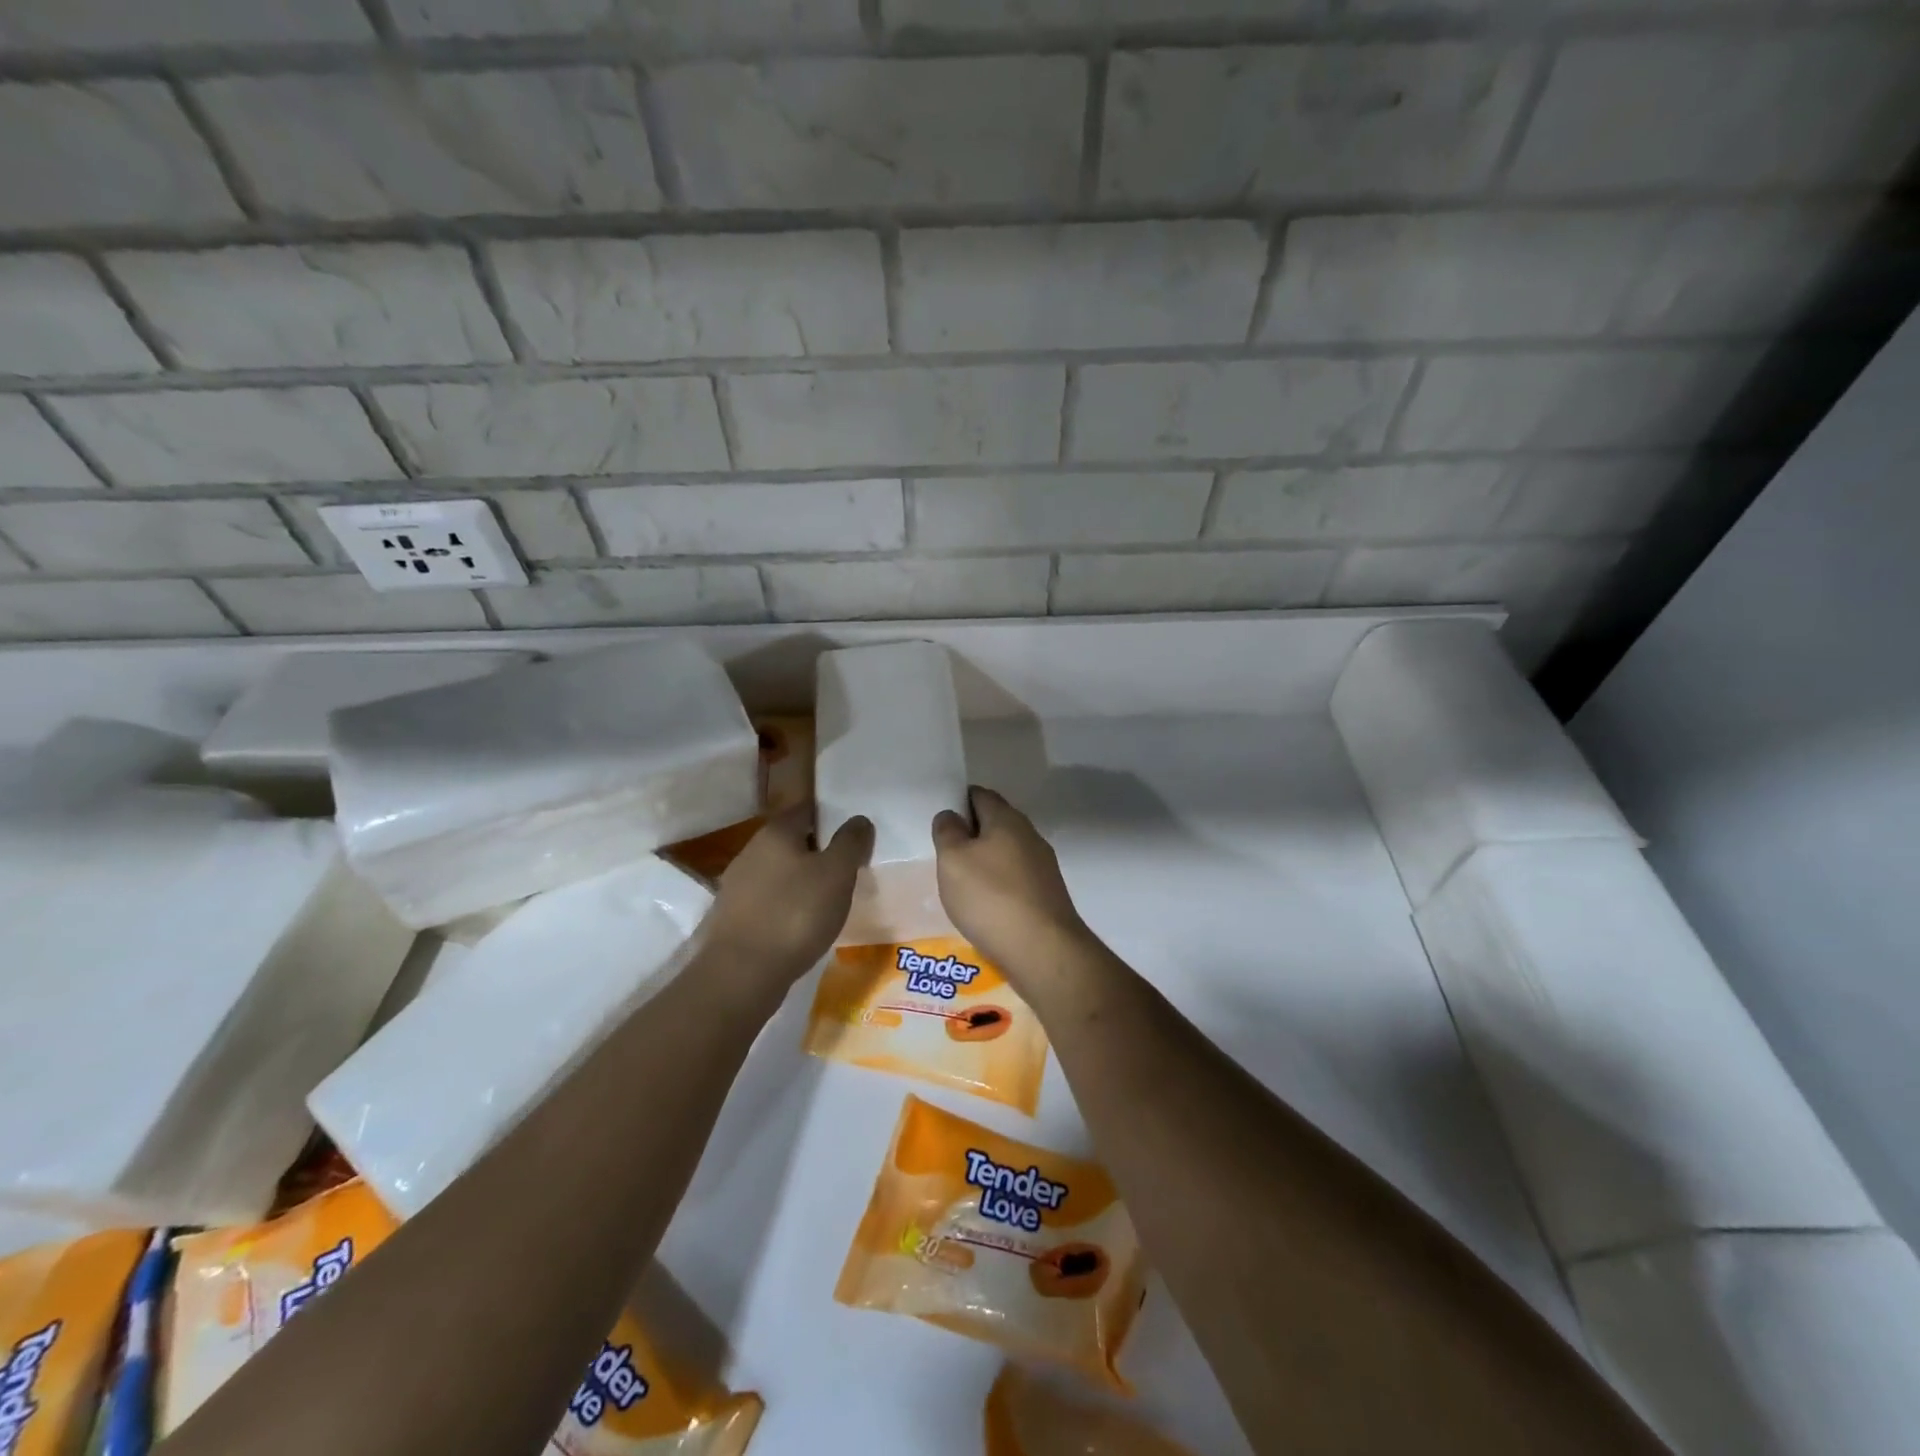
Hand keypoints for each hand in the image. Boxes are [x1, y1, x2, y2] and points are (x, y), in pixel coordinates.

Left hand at [704, 806, 872, 991]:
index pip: (806, 809)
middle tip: (845, 868)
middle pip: (791, 840)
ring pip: (778, 871)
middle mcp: (751, 850)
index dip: (830, 816)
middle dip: (816, 850)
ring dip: (800, 879)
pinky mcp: (732, 916)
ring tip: (826, 898)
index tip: (851, 833)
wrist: (742, 973)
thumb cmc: (796, 914)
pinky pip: (767, 900)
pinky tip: (800, 923)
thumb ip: (850, 842)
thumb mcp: (837, 874)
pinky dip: (785, 905)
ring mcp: (737, 884)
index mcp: (776, 832)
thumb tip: (859, 820)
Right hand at [931, 788, 1088, 976]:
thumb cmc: (991, 897)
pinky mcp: (1047, 895)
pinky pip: (1016, 879)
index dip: (958, 801)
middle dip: (972, 833)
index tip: (941, 820)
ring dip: (985, 861)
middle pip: (996, 823)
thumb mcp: (953, 860)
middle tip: (945, 853)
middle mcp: (1030, 836)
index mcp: (1007, 819)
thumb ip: (947, 832)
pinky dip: (999, 885)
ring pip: (1007, 852)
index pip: (980, 795)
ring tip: (961, 883)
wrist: (1043, 950)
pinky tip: (985, 905)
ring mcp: (1043, 866)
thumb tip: (951, 815)